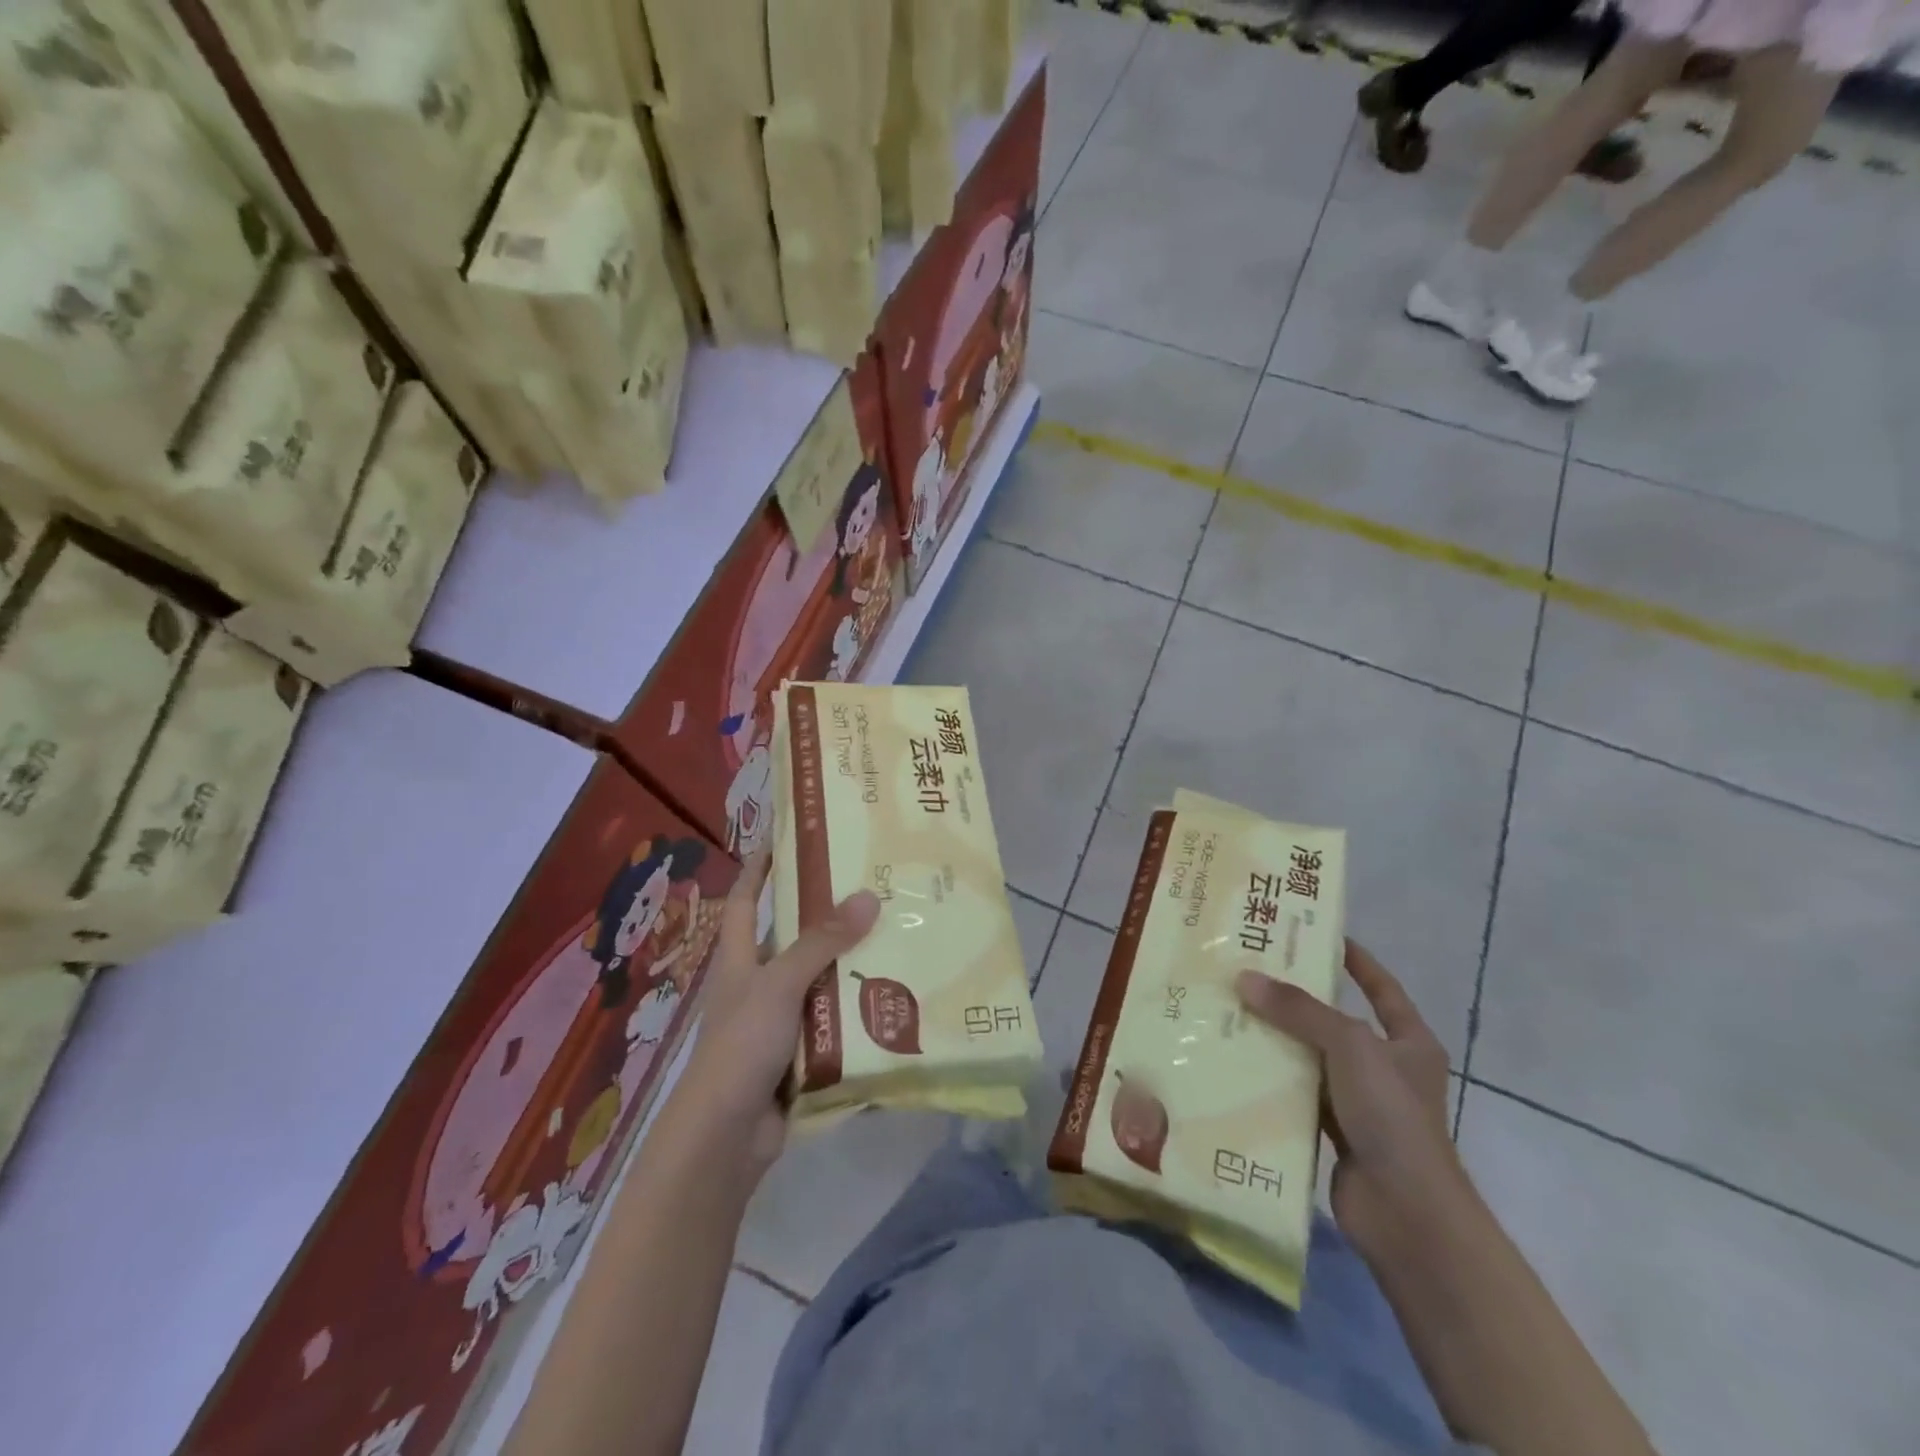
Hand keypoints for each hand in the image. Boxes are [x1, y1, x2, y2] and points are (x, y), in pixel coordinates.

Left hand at [672, 849, 880, 1180]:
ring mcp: (778, 1022)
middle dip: (827, 918)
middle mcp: (757, 986)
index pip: (746, 901)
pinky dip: (857, 1013)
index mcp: (739, 961)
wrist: (726, 1138)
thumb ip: (821, 943)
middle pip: (793, 940)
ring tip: (897, 939)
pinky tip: (893, 999)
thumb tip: (868, 896)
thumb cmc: (741, 1046)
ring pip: (820, 983)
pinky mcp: (799, 1055)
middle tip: (873, 889)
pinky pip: (834, 1023)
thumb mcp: (779, 984)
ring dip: (851, 967)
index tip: (785, 837)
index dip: (760, 868)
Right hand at [1237, 940, 1469, 1267]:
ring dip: (1277, 1039)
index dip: (1354, 959)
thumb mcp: (1350, 1046)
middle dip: (1295, 999)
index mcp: (1408, 1042)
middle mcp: (1385, 1068)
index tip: (1314, 934)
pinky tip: (1235, 1061)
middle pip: (1335, 1020)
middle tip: (1250, 970)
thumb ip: (1299, 1010)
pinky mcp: (1333, 1131)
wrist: (1407, 1214)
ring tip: (1230, 1009)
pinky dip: (1271, 1079)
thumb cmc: (1392, 1116)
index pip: (1381, 987)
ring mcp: (1359, 1102)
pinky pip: (1296, 1093)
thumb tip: (1245, 978)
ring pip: (1311, 1057)